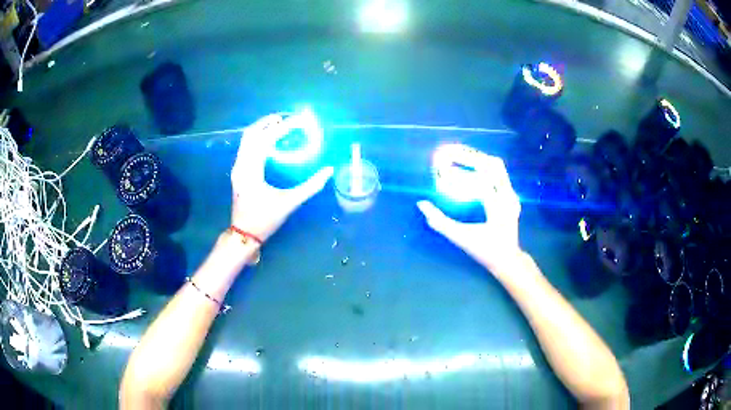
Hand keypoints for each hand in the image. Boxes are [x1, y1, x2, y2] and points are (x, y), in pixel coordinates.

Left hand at [230, 114, 333, 241]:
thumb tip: (329, 171)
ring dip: (262, 130)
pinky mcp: (238, 172)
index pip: (265, 140)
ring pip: (246, 140)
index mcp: (251, 170)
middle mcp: (241, 165)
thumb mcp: (289, 203)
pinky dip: (258, 139)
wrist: (244, 234)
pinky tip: (271, 142)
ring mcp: (237, 168)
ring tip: (279, 125)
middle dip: (267, 123)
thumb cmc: (265, 219)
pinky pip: (246, 148)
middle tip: (286, 118)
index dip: (282, 128)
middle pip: (251, 134)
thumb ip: (311, 186)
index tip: (298, 121)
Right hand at [417, 153, 522, 273]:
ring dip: (478, 159)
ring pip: (497, 167)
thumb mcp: (461, 238)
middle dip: (471, 155)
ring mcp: (512, 194)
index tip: (443, 162)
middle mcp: (508, 195)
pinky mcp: (511, 196)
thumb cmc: (485, 251)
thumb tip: (421, 204)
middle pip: (492, 164)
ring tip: (458, 155)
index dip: (461, 167)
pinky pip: (498, 174)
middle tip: (450, 152)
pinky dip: (484, 167)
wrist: (508, 260)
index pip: (481, 177)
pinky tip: (470, 167)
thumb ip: (440, 221)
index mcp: (498, 205)